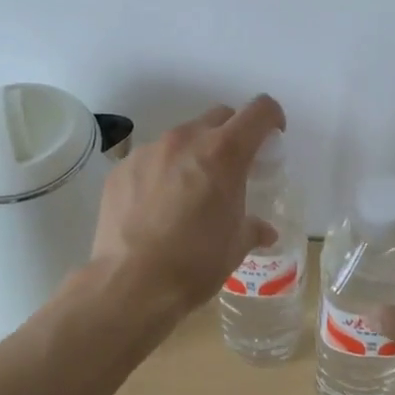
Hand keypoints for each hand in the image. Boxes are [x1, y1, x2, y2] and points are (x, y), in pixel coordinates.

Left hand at [90, 95, 284, 319]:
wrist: (130, 283)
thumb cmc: (195, 263)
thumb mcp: (235, 246)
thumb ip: (253, 227)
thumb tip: (264, 231)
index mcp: (224, 153)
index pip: (259, 111)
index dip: (272, 118)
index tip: (272, 137)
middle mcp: (186, 140)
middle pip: (219, 116)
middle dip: (232, 134)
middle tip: (232, 168)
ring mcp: (149, 151)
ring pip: (182, 137)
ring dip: (194, 154)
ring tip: (189, 191)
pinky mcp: (122, 168)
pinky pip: (150, 159)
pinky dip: (161, 172)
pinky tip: (156, 206)